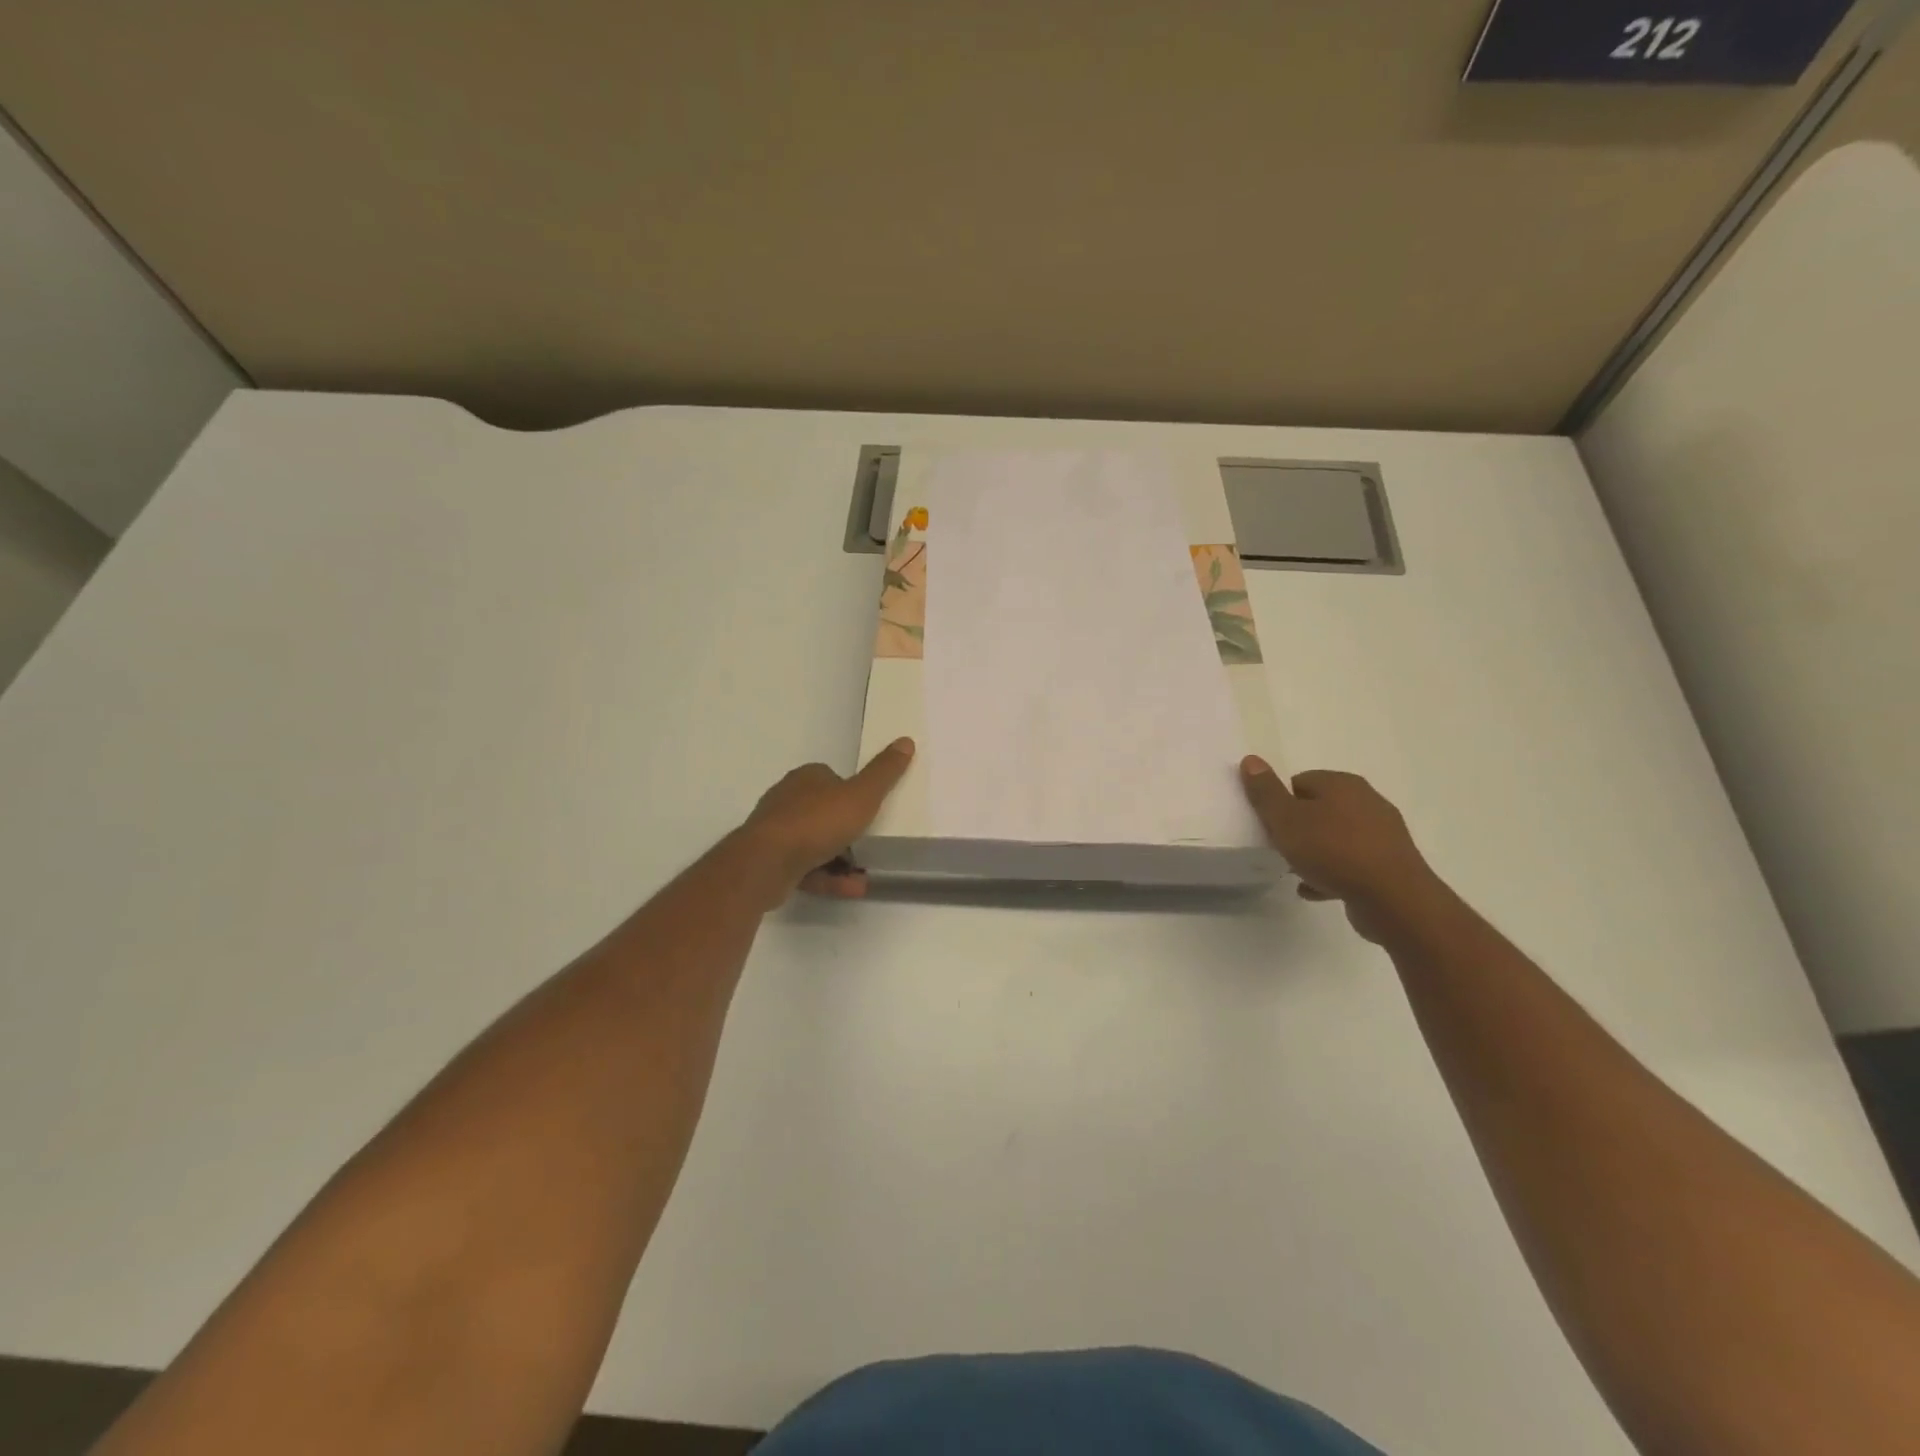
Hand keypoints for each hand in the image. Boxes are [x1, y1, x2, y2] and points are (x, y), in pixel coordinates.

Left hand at [740, 738, 915, 899]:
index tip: (872, 811)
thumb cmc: (817, 822)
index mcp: (807, 778)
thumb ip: (884, 773)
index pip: (834, 779)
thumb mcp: (861, 796)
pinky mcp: (771, 861)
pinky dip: (830, 878)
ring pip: (815, 843)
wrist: (767, 862)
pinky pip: (807, 868)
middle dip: (847, 830)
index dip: (854, 794)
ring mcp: (777, 832)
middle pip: (824, 812)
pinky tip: (852, 888)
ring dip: (842, 859)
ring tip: (866, 874)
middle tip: (872, 844)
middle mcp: (788, 800)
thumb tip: (906, 741)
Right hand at [1241, 757, 1438, 942]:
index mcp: (1343, 784)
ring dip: (1315, 852)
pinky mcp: (1390, 864)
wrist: (1393, 899)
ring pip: (1336, 837)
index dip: (1280, 802)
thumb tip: (1250, 759)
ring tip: (1296, 871)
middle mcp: (1367, 801)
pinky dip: (1333, 873)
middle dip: (1298, 827)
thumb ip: (1266, 792)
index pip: (1300, 781)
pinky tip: (1317, 889)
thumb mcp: (1286, 820)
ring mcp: (1382, 833)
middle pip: (1319, 808)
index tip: (1270, 825)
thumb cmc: (1333, 851)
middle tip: (1280, 846)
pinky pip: (1352, 863)